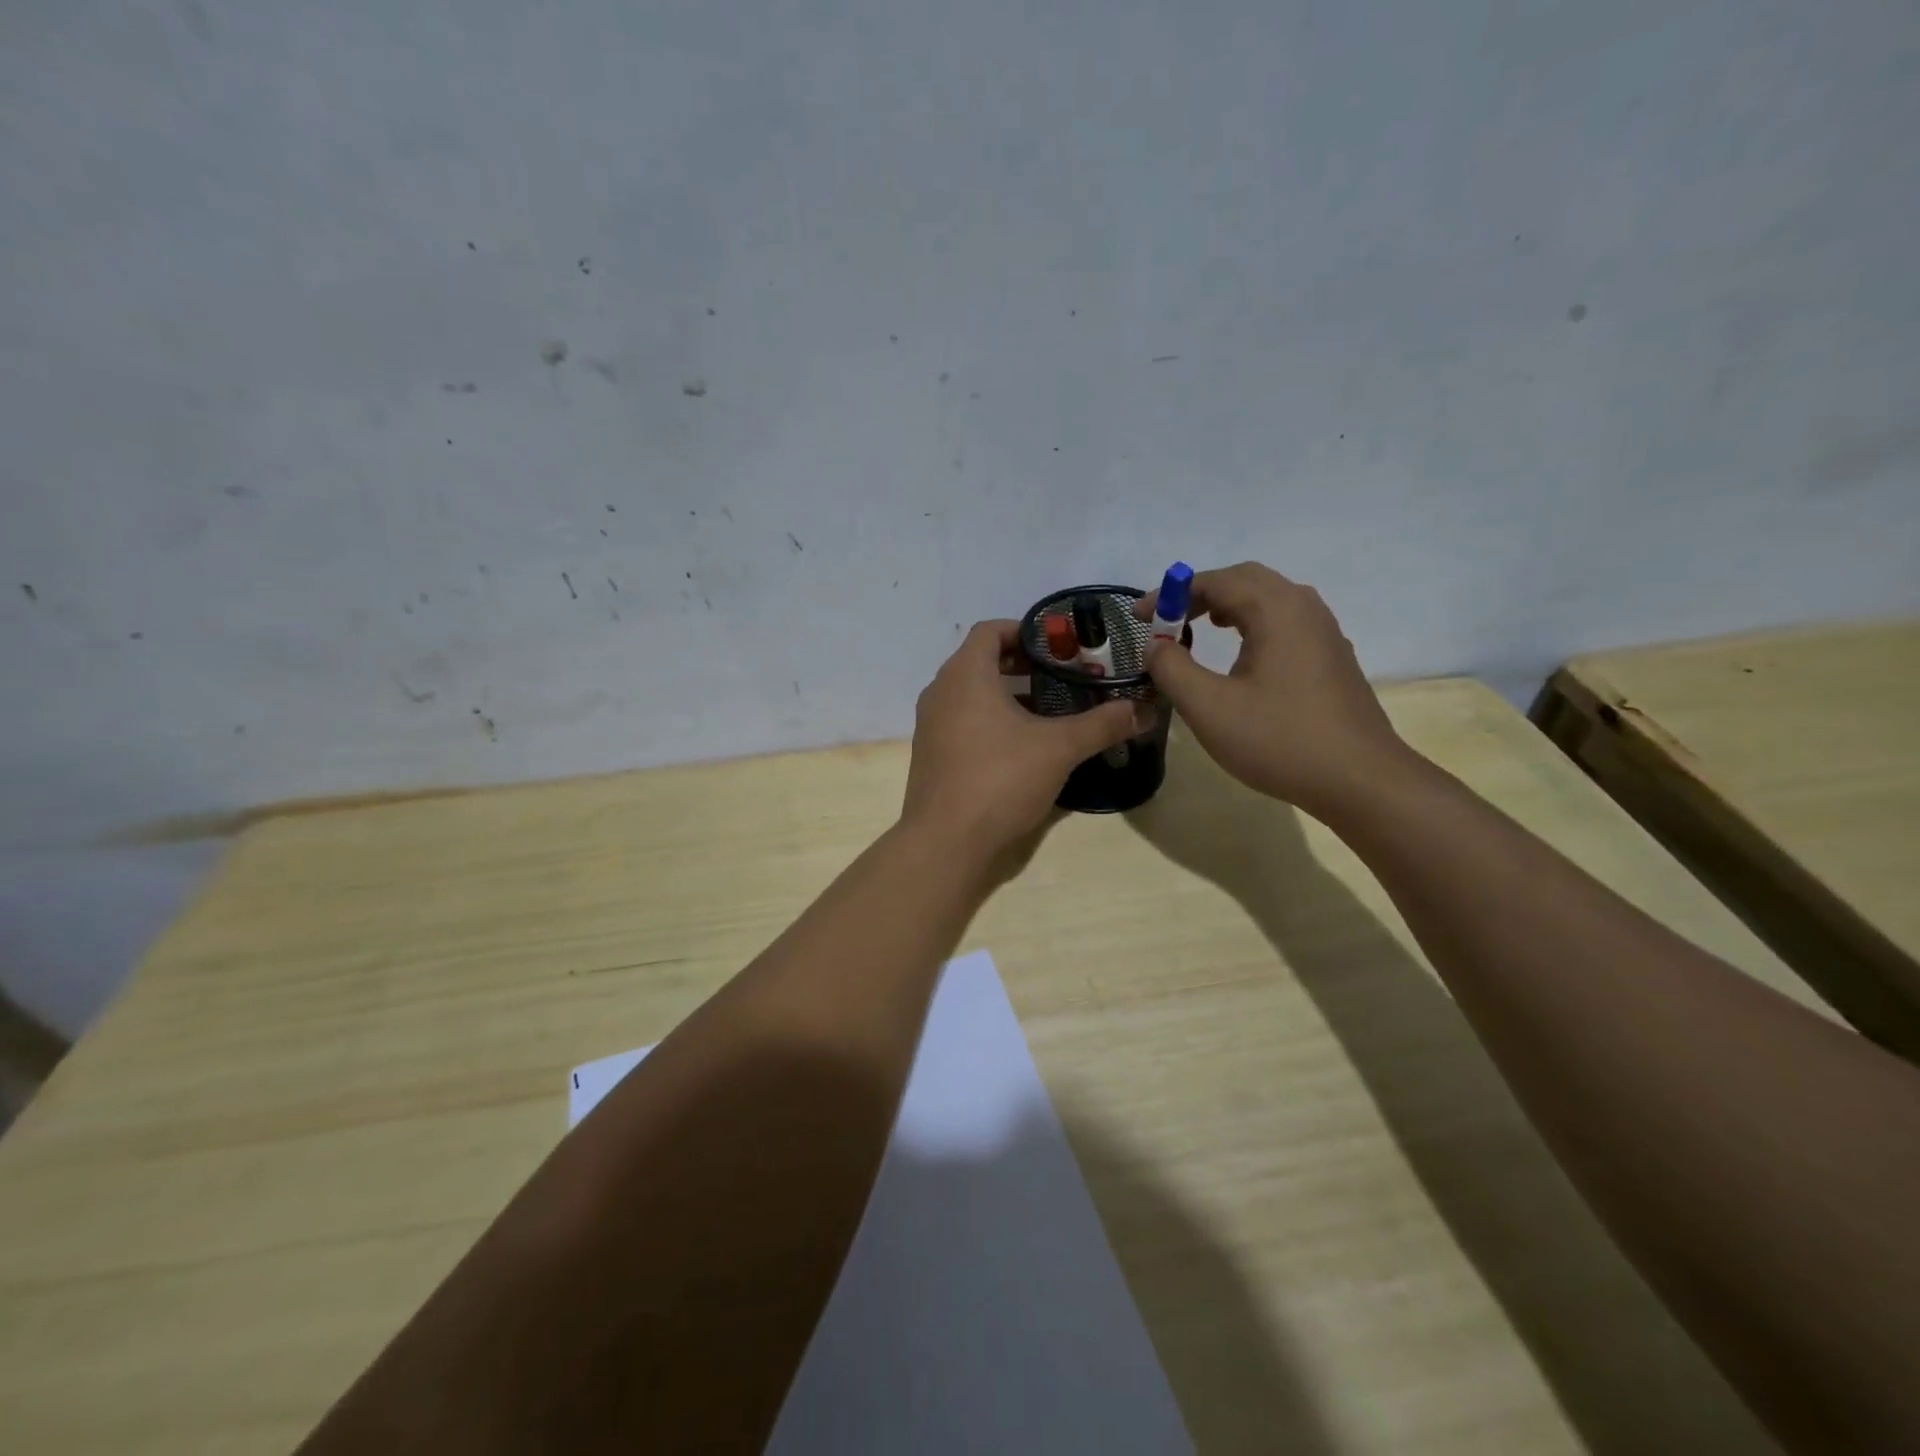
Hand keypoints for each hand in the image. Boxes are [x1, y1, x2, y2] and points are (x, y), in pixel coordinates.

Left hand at [902, 620, 1142, 861]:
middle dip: (1024, 665)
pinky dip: (991, 720)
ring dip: (1009, 695)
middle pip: (982, 660)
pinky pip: (963, 721)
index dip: (1026, 631)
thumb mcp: (1059, 748)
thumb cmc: (1001, 779)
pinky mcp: (932, 754)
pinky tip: (1023, 746)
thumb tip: (1142, 710)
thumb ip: (1101, 724)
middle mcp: (941, 692)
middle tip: (1064, 677)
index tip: (1060, 646)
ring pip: (972, 694)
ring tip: (1050, 710)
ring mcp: (931, 725)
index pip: (991, 630)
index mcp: (965, 675)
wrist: (946, 842)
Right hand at [1138, 562, 1410, 818]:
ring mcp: (1324, 632)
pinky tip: (1240, 656)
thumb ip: (1172, 668)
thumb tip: (1156, 646)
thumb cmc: (1278, 740)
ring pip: (1269, 599)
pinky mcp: (1332, 657)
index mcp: (1276, 609)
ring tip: (1198, 630)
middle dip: (1200, 594)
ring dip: (1228, 606)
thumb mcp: (1208, 707)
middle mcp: (1304, 608)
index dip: (1171, 595)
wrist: (1359, 780)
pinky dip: (1252, 623)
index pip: (1215, 581)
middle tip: (1168, 621)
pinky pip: (1285, 622)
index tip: (1139, 618)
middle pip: (1246, 580)